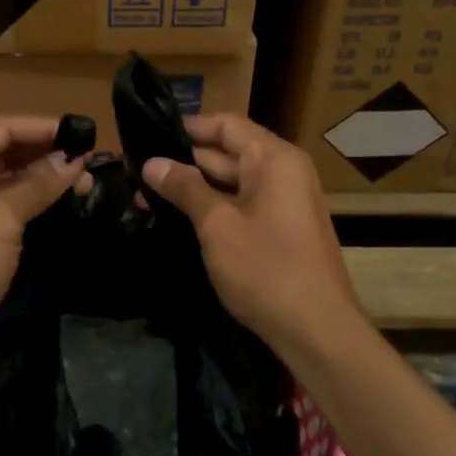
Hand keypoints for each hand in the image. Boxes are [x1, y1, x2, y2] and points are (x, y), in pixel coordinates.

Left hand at [0, 116, 86, 347]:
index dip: (45, 130)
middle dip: (43, 157)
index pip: (1, 128)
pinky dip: (19, 201)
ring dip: (35, 180)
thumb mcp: (0, 219)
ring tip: (79, 185)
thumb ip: (38, 185)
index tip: (85, 135)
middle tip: (88, 166)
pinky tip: (50, 205)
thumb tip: (74, 161)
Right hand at [143, 114, 360, 347]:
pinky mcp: (284, 229)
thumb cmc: (266, 269)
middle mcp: (284, 171)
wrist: (318, 331)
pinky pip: (244, 204)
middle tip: (138, 174)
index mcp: (273, 158)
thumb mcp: (217, 225)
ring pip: (233, 182)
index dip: (188, 128)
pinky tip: (181, 220)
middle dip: (185, 162)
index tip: (149, 137)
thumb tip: (152, 162)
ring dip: (196, 188)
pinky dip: (215, 208)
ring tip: (147, 198)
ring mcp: (286, 202)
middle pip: (228, 152)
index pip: (226, 124)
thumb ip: (184, 188)